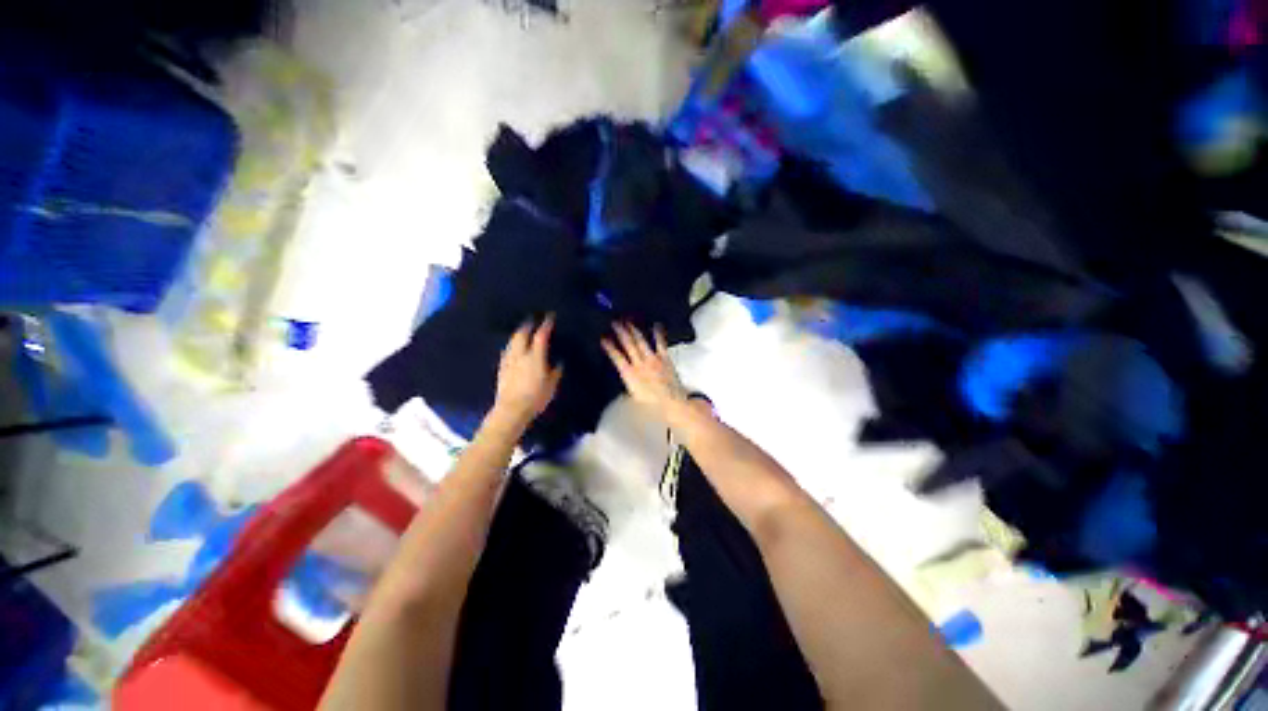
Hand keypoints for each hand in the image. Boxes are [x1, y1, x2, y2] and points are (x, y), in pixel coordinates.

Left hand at [493, 316, 562, 425]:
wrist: (511, 410)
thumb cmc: (535, 398)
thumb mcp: (551, 386)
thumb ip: (555, 372)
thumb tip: (559, 363)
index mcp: (535, 357)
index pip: (540, 336)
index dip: (545, 325)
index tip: (549, 317)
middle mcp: (520, 355)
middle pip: (521, 334)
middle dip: (527, 325)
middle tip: (532, 320)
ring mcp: (508, 361)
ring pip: (512, 341)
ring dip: (518, 334)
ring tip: (522, 331)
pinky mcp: (501, 369)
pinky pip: (507, 351)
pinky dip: (512, 345)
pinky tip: (513, 348)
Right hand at [601, 322, 689, 421]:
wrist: (671, 403)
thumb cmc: (652, 403)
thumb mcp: (634, 396)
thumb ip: (628, 383)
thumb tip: (624, 376)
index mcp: (630, 374)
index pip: (616, 357)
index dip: (609, 347)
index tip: (604, 338)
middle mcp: (640, 364)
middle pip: (628, 345)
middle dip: (620, 332)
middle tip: (615, 322)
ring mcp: (653, 360)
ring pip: (641, 341)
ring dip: (634, 330)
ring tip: (629, 322)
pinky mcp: (664, 359)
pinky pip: (660, 343)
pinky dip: (658, 334)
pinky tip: (656, 325)